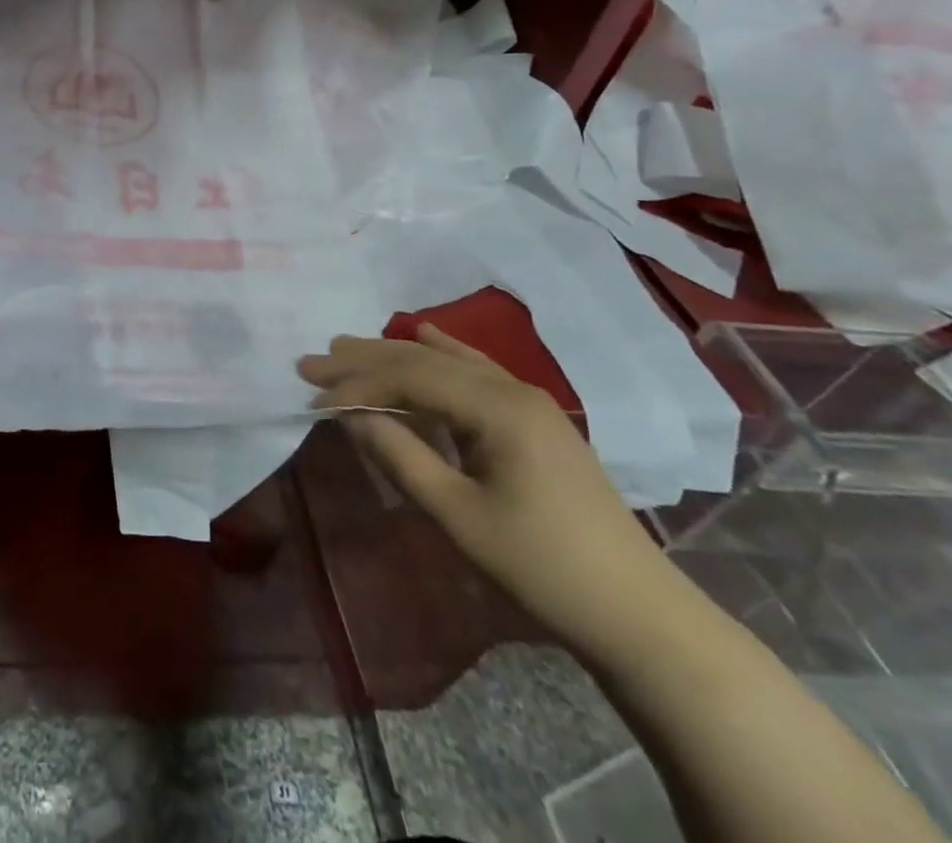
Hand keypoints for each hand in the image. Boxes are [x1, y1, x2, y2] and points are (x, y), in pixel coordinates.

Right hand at [300, 324, 693, 660]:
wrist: (640, 615)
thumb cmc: (544, 567)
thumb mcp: (459, 515)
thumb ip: (401, 457)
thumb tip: (351, 417)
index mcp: (497, 408)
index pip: (410, 378)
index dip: (356, 385)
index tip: (313, 398)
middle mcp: (512, 389)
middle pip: (424, 361)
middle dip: (364, 361)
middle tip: (311, 362)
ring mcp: (529, 401)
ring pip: (447, 362)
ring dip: (394, 356)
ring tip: (346, 347)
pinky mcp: (535, 419)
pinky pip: (475, 372)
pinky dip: (440, 355)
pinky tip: (423, 335)